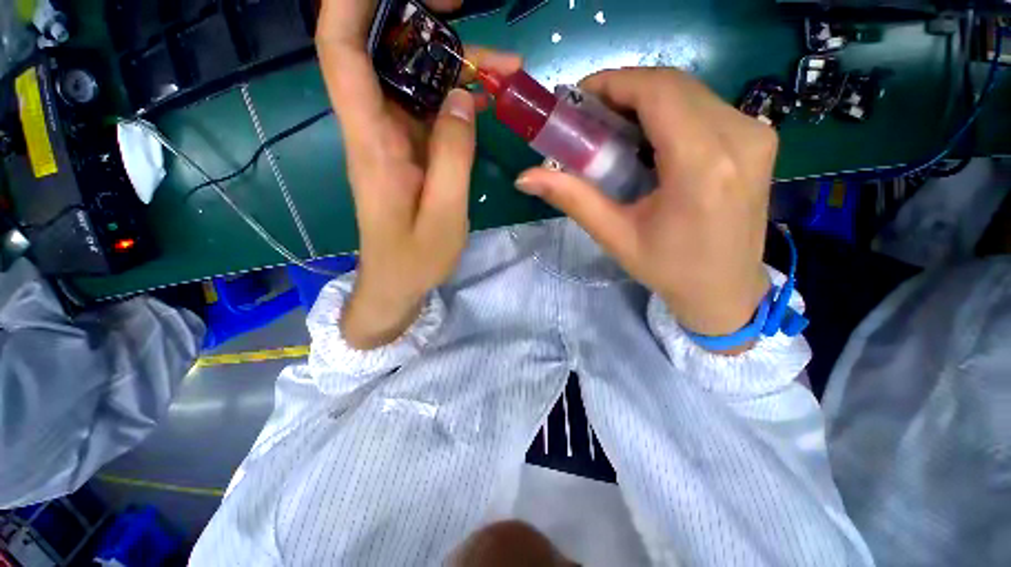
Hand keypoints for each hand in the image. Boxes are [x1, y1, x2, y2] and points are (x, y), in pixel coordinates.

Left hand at [316, 0, 520, 348]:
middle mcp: (375, 128)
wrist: (397, 282)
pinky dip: (458, 96)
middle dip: (423, 22)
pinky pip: (430, 109)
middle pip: (384, 53)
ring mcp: (394, 138)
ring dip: (455, 64)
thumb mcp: (444, 215)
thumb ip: (453, 156)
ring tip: (504, 68)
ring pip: (415, 80)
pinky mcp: (410, 150)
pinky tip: (488, 97)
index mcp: (372, 143)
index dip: (353, 5)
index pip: (342, 52)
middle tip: (468, 12)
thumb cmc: (415, 259)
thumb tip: (464, 98)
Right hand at [514, 68, 773, 347]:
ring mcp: (757, 134)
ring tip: (614, 132)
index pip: (657, 92)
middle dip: (625, 91)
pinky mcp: (759, 139)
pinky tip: (648, 141)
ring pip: (690, 92)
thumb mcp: (615, 236)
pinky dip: (669, 112)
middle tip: (590, 119)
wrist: (726, 290)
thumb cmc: (668, 269)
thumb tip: (525, 178)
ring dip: (645, 101)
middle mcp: (739, 137)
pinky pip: (706, 107)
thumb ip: (572, 199)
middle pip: (673, 85)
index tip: (580, 99)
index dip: (614, 82)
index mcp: (702, 165)